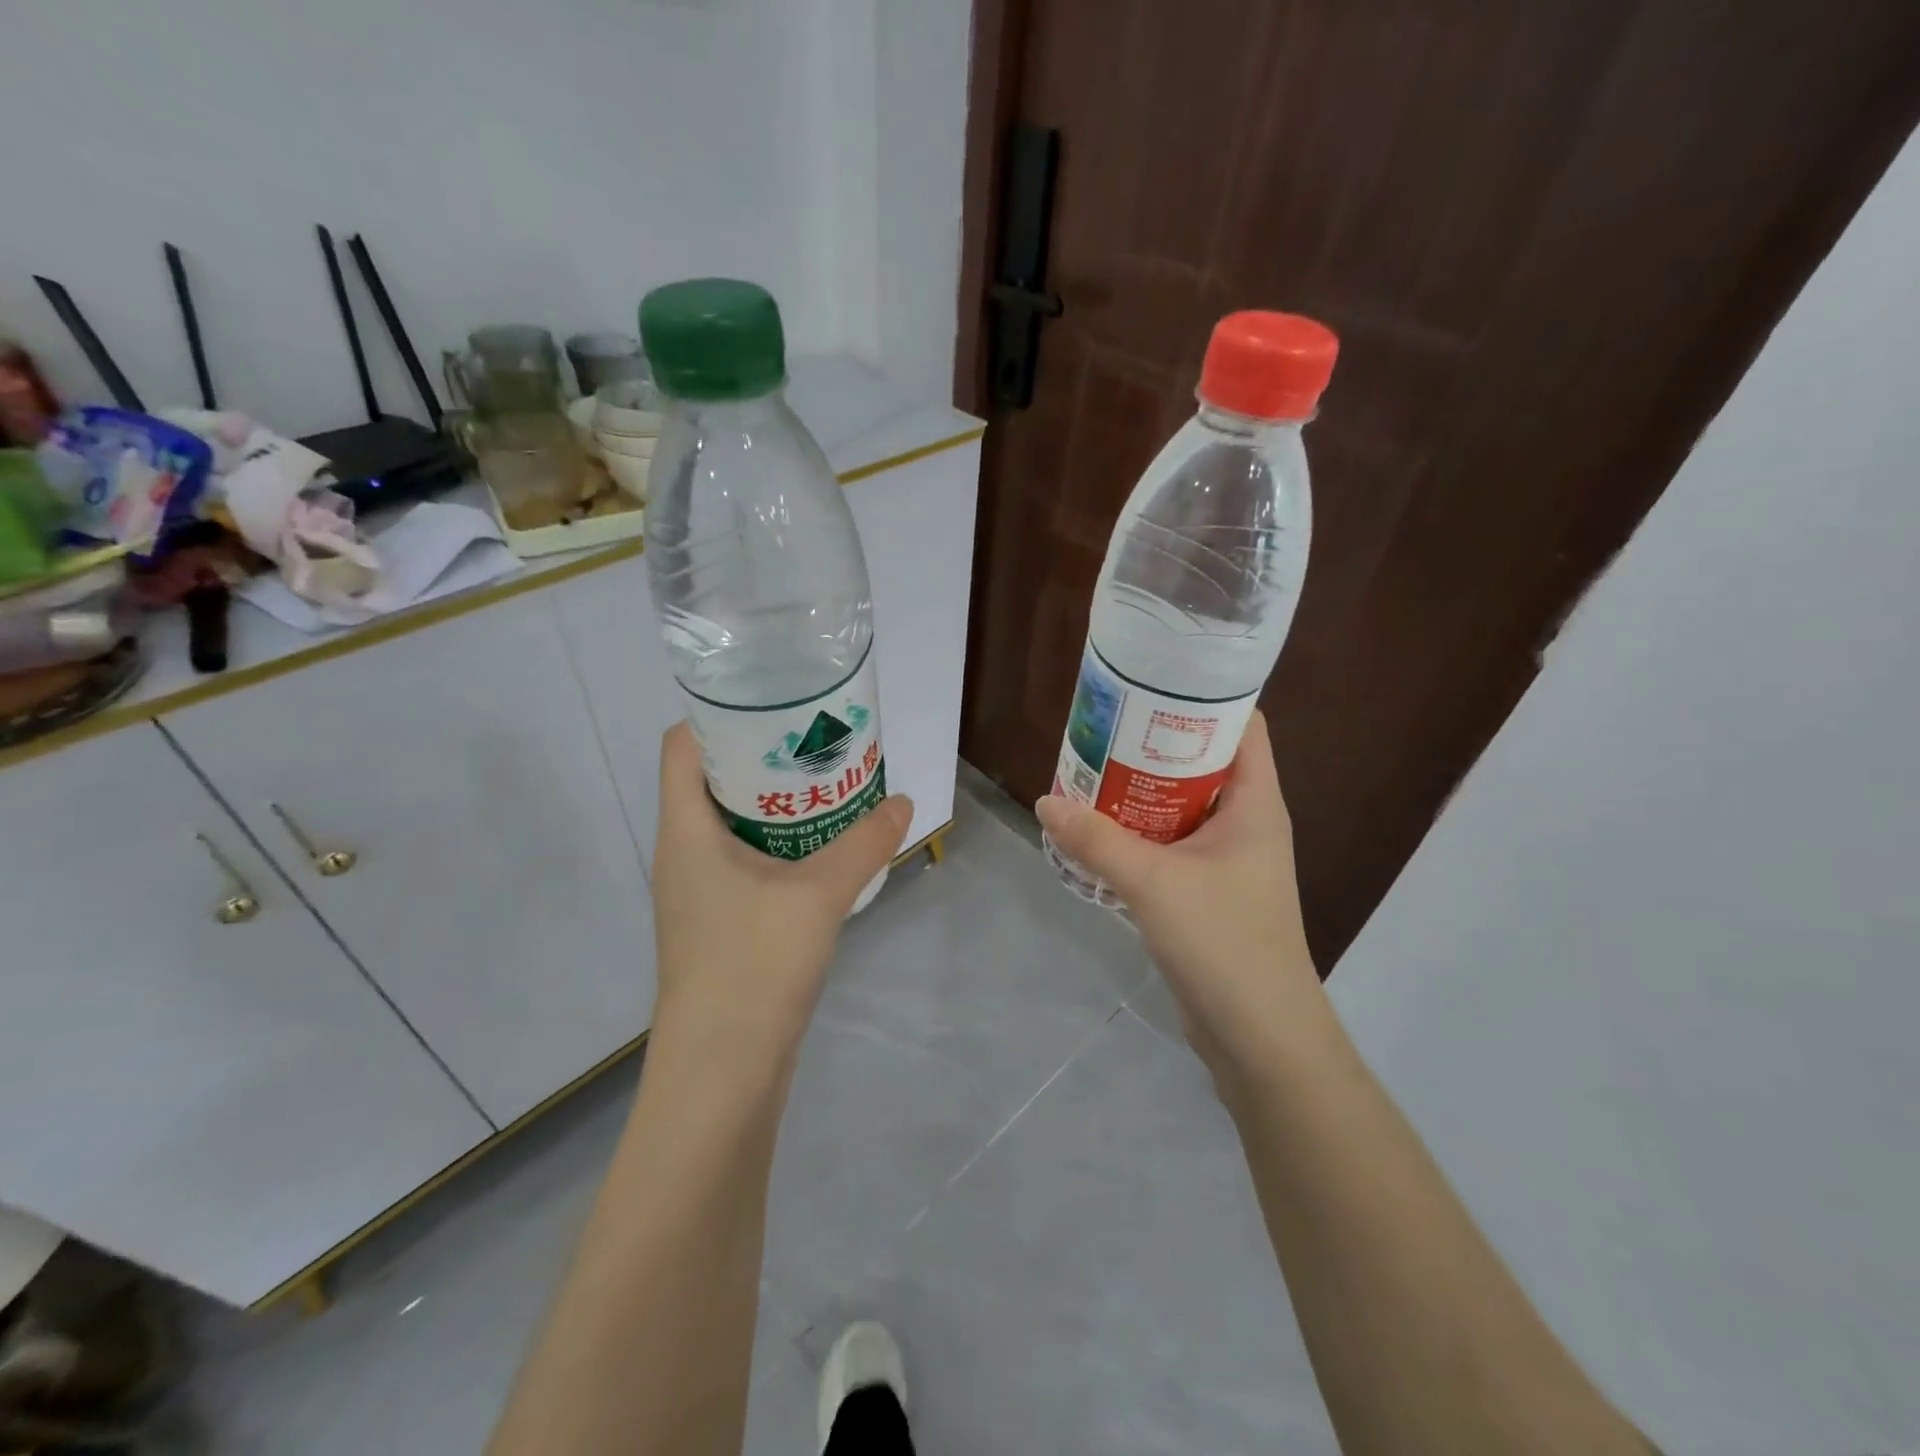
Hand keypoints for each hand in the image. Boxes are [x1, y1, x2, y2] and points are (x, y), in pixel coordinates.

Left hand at [649, 722, 913, 1066]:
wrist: (722, 1072)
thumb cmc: (754, 964)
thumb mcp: (819, 894)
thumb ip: (865, 843)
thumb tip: (904, 802)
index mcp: (685, 830)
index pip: (681, 746)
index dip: (719, 715)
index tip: (774, 704)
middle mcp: (682, 853)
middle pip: (710, 780)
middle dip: (762, 756)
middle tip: (817, 741)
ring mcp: (697, 892)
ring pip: (731, 825)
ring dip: (775, 804)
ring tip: (827, 786)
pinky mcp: (718, 923)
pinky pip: (745, 862)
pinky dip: (778, 845)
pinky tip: (822, 850)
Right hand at [1035, 712, 1323, 1073]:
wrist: (1259, 1036)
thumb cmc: (1224, 943)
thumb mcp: (1153, 883)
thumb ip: (1096, 840)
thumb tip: (1045, 801)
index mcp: (1255, 802)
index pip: (1243, 725)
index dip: (1203, 697)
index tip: (1150, 682)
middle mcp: (1246, 822)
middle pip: (1203, 761)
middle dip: (1154, 743)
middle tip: (1101, 726)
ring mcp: (1227, 859)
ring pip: (1182, 805)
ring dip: (1140, 790)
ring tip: (1090, 770)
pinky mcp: (1207, 891)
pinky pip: (1170, 844)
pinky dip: (1138, 831)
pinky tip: (1097, 831)